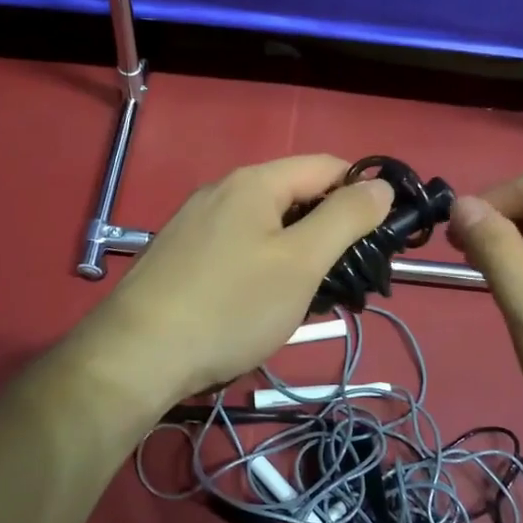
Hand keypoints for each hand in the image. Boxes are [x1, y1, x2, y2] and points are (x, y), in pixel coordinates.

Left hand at [75, 156, 392, 411]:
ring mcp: (195, 223)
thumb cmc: (230, 307)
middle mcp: (221, 191)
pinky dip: (264, 266)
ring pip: (265, 226)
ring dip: (298, 253)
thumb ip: (345, 219)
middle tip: (350, 278)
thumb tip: (380, 185)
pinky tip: (264, 303)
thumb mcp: (301, 262)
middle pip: (295, 195)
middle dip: (329, 230)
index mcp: (254, 182)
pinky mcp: (180, 255)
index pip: (327, 166)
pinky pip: (238, 247)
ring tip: (312, 297)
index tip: (386, 236)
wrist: (137, 356)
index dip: (363, 192)